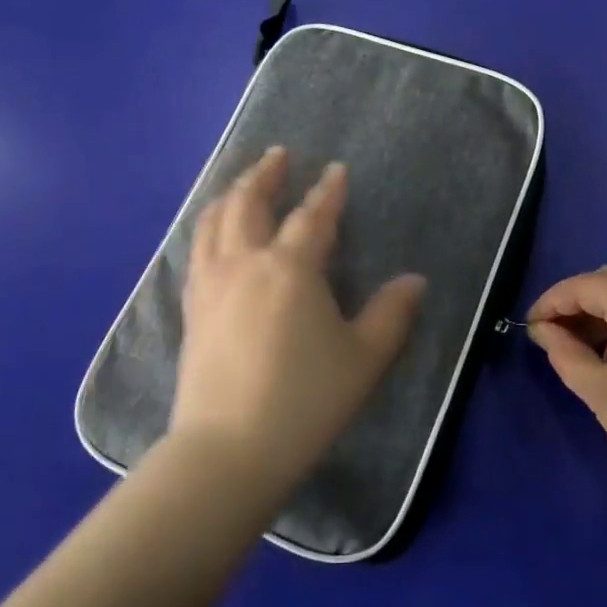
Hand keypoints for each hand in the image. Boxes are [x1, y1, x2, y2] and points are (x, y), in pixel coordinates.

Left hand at [170, 147, 427, 507]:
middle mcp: (245, 263)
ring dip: (230, 194)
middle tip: (276, 155)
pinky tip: (213, 235)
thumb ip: (391, 314)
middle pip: (249, 204)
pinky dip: (207, 228)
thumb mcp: (364, 359)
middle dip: (264, 174)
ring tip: (241, 183)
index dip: (327, 191)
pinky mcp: (191, 310)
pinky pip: (197, 251)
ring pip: (214, 222)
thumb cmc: (305, 400)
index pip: (311, 217)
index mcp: (290, 268)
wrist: (229, 450)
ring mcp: (211, 285)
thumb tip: (415, 281)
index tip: (335, 170)